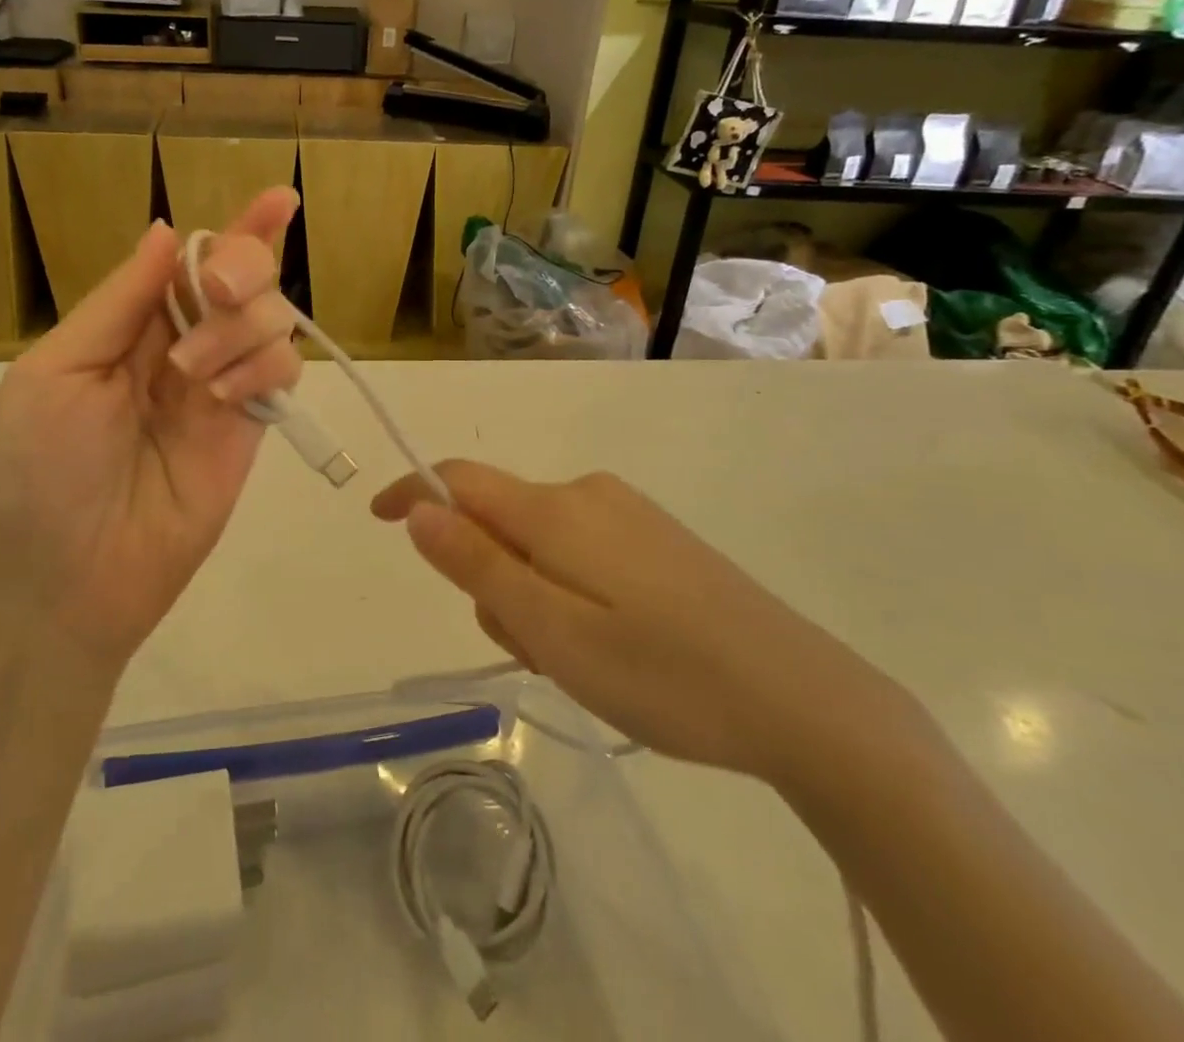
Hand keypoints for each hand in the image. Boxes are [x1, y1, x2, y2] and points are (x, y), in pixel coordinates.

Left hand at [0, 188, 302, 673]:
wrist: (58, 585)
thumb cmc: (33, 471)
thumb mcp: (56, 371)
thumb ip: (120, 301)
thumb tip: (167, 231)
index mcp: (125, 327)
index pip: (188, 262)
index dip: (235, 228)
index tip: (279, 198)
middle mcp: (179, 348)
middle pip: (243, 280)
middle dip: (242, 266)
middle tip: (217, 289)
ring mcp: (219, 390)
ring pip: (272, 321)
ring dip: (242, 325)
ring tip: (194, 374)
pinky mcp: (249, 431)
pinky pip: (282, 372)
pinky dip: (264, 364)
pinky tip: (225, 395)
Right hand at [372, 462, 903, 787]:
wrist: (806, 702)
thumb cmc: (665, 674)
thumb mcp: (554, 632)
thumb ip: (478, 566)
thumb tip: (418, 509)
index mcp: (557, 510)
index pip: (459, 480)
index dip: (412, 494)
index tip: (377, 520)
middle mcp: (588, 494)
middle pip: (499, 520)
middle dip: (490, 578)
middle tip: (534, 649)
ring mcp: (628, 514)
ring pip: (539, 543)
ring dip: (532, 594)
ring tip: (583, 658)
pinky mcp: (657, 539)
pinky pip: (579, 552)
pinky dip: (568, 592)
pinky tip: (615, 644)